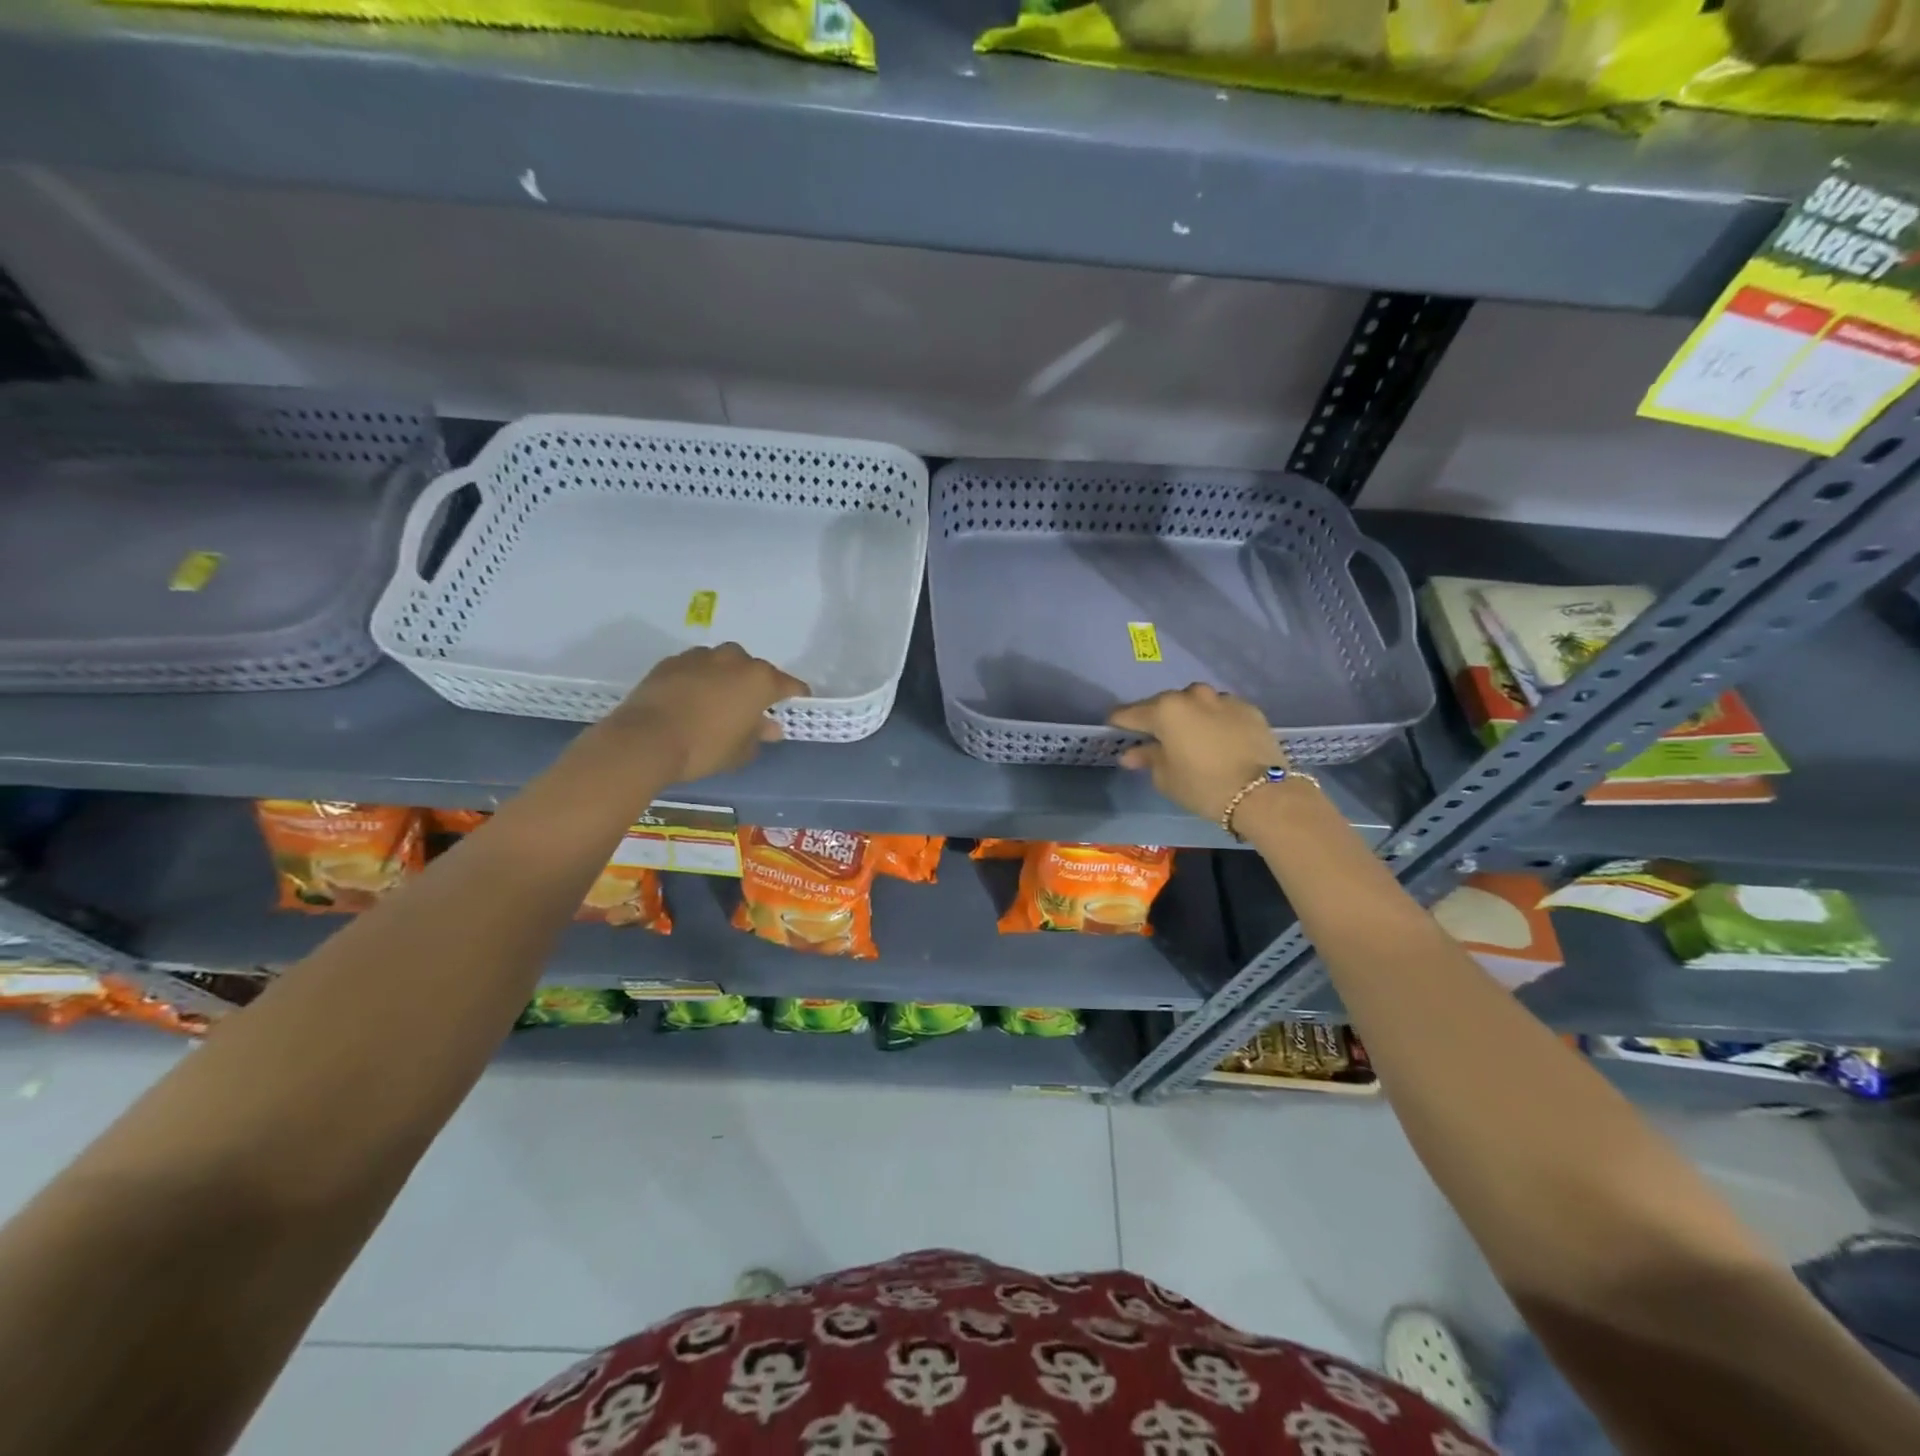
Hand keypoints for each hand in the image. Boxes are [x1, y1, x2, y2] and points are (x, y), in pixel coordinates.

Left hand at [609, 643, 809, 782]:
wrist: (646, 739)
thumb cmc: (705, 747)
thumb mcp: (740, 751)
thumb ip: (758, 735)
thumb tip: (769, 727)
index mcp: (760, 680)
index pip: (790, 685)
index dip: (796, 696)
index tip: (795, 706)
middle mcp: (735, 660)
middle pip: (755, 670)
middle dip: (757, 686)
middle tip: (751, 709)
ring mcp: (701, 657)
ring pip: (724, 663)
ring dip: (726, 678)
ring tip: (718, 702)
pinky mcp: (672, 661)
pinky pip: (696, 667)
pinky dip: (699, 679)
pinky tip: (691, 699)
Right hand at [1108, 684, 1287, 822]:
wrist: (1264, 793)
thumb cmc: (1204, 786)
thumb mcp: (1166, 777)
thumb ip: (1147, 758)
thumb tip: (1132, 753)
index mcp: (1166, 710)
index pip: (1130, 713)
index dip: (1119, 722)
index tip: (1113, 729)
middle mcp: (1192, 696)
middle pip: (1163, 704)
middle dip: (1155, 719)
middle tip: (1152, 737)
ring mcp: (1223, 699)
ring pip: (1195, 703)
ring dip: (1187, 716)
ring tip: (1188, 737)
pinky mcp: (1248, 708)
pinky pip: (1220, 710)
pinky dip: (1213, 720)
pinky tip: (1216, 738)